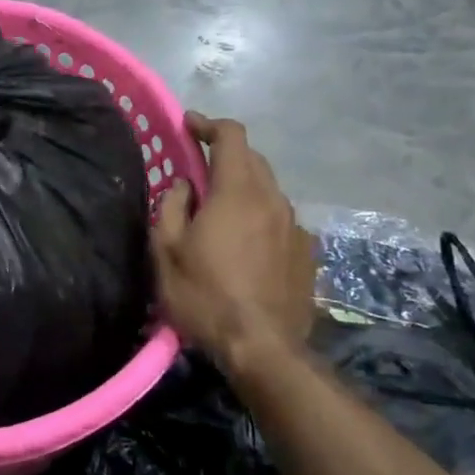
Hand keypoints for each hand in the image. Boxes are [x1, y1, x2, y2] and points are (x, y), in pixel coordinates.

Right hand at [154, 113, 316, 379]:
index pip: (232, 136)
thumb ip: (172, 206)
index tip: (188, 126)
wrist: (263, 350)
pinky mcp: (307, 253)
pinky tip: (245, 244)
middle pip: (253, 159)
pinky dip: (260, 216)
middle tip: (198, 170)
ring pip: (268, 189)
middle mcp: (272, 199)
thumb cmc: (205, 295)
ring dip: (243, 186)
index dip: (209, 124)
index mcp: (237, 192)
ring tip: (220, 210)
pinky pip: (280, 219)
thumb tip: (184, 185)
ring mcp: (295, 226)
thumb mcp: (167, 250)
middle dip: (225, 155)